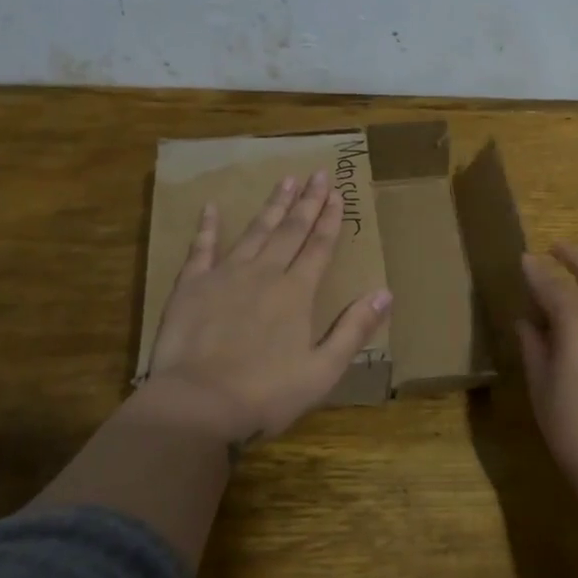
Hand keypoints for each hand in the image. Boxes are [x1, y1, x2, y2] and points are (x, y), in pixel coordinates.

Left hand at [143, 170, 392, 449]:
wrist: (197, 404)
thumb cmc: (265, 393)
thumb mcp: (322, 370)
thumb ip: (354, 329)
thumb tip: (386, 292)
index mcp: (296, 293)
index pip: (319, 247)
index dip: (330, 219)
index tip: (337, 192)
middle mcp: (264, 273)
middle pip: (290, 230)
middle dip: (307, 201)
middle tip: (317, 173)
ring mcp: (225, 276)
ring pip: (254, 232)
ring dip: (272, 206)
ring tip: (284, 180)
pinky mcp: (191, 286)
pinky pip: (201, 249)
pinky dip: (207, 228)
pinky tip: (211, 208)